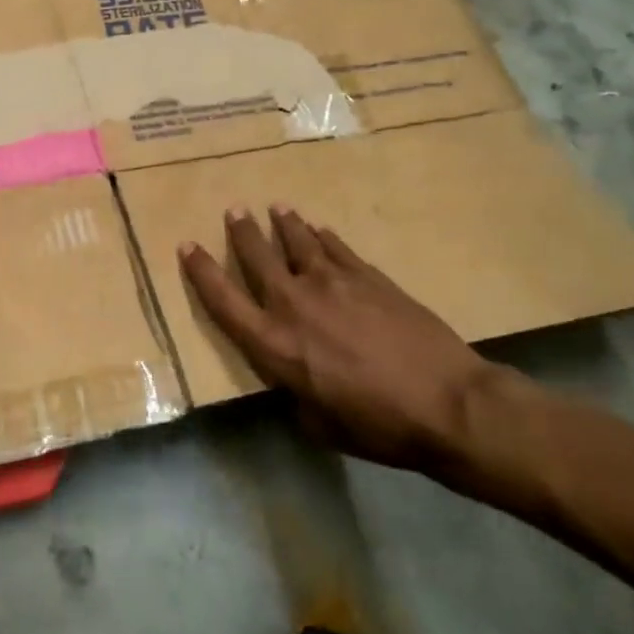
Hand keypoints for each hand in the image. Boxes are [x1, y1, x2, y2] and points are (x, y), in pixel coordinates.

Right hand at [178, 205, 499, 469]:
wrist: (446, 401)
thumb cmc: (377, 425)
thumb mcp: (319, 423)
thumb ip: (294, 392)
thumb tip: (292, 379)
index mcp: (273, 344)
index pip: (223, 300)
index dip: (201, 271)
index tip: (187, 246)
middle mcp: (293, 303)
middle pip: (258, 257)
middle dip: (242, 232)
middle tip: (235, 211)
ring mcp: (332, 282)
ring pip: (297, 241)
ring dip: (284, 224)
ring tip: (276, 208)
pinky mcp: (367, 276)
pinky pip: (336, 247)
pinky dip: (323, 237)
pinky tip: (320, 229)